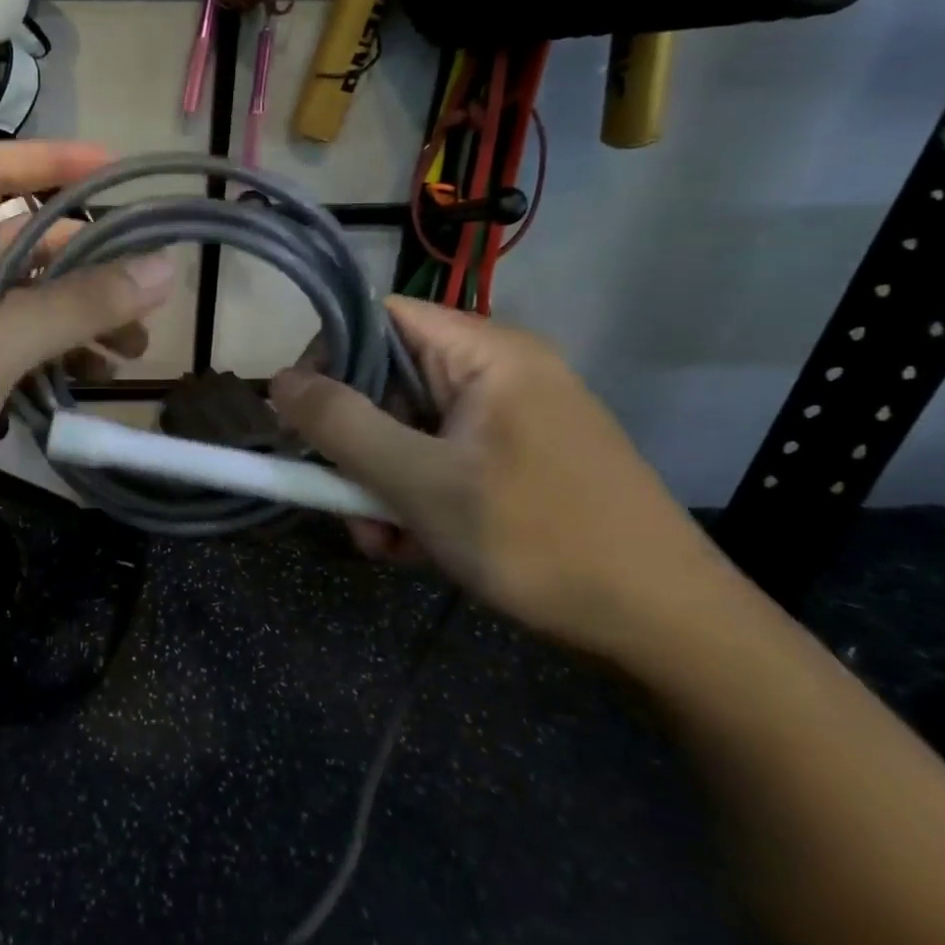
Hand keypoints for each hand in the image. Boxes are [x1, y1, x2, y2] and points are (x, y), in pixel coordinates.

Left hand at [0, 141, 174, 576]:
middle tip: (145, 293)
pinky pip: (16, 354)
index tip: (115, 170)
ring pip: (25, 306)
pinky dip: (55, 359)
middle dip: (84, 262)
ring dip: (78, 318)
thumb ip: (75, 306)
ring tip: (130, 351)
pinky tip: (90, 381)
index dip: (48, 161)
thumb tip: (162, 269)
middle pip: (20, 246)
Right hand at [269, 297, 732, 662]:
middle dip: (355, 445)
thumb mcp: (422, 482)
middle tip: (341, 501)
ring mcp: (508, 421)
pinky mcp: (515, 463)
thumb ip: (342, 425)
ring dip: (379, 484)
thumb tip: (277, 380)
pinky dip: (415, 501)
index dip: (329, 357)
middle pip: (389, 382)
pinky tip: (415, 548)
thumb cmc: (539, 539)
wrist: (667, 627)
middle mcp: (496, 373)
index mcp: (485, 352)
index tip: (299, 418)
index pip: (380, 317)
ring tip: (384, 542)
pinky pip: (439, 463)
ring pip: (408, 432)